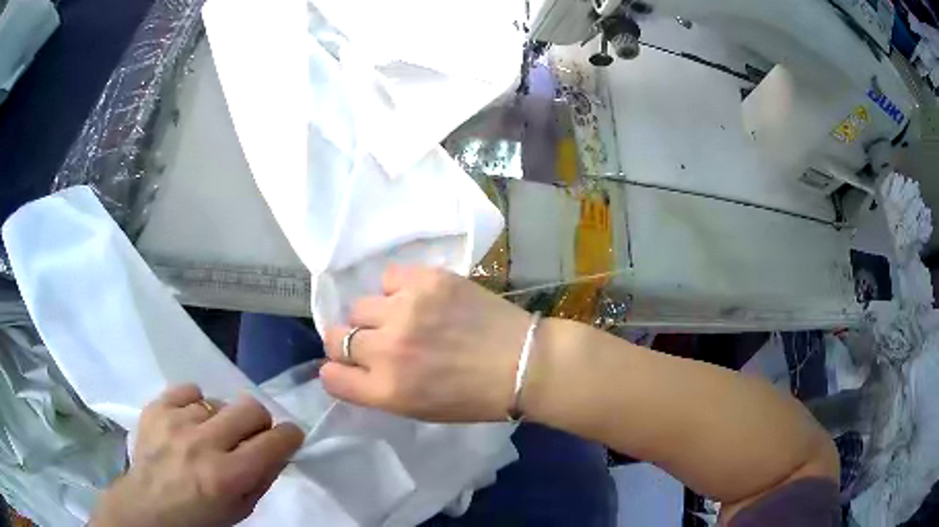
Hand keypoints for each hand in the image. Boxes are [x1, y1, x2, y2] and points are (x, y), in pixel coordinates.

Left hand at [90, 385, 303, 526]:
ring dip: (220, 420)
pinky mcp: (156, 408)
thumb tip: (278, 448)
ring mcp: (176, 421)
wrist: (149, 507)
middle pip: (250, 408)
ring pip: (218, 401)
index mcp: (228, 476)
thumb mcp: (241, 510)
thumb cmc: (201, 518)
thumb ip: (263, 477)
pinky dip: (195, 404)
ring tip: (207, 437)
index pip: (274, 441)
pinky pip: (189, 390)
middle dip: (258, 422)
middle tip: (248, 437)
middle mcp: (203, 443)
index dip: (289, 436)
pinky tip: (189, 421)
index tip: (287, 438)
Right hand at [321, 267, 532, 421]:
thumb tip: (348, 367)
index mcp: (386, 389)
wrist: (522, 362)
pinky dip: (397, 289)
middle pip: (336, 336)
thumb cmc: (472, 397)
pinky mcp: (427, 280)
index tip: (348, 366)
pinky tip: (418, 299)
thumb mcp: (416, 409)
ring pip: (359, 305)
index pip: (330, 375)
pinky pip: (388, 277)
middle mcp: (387, 348)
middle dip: (352, 341)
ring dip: (375, 315)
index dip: (337, 370)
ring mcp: (405, 309)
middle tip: (377, 341)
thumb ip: (376, 389)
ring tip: (402, 318)